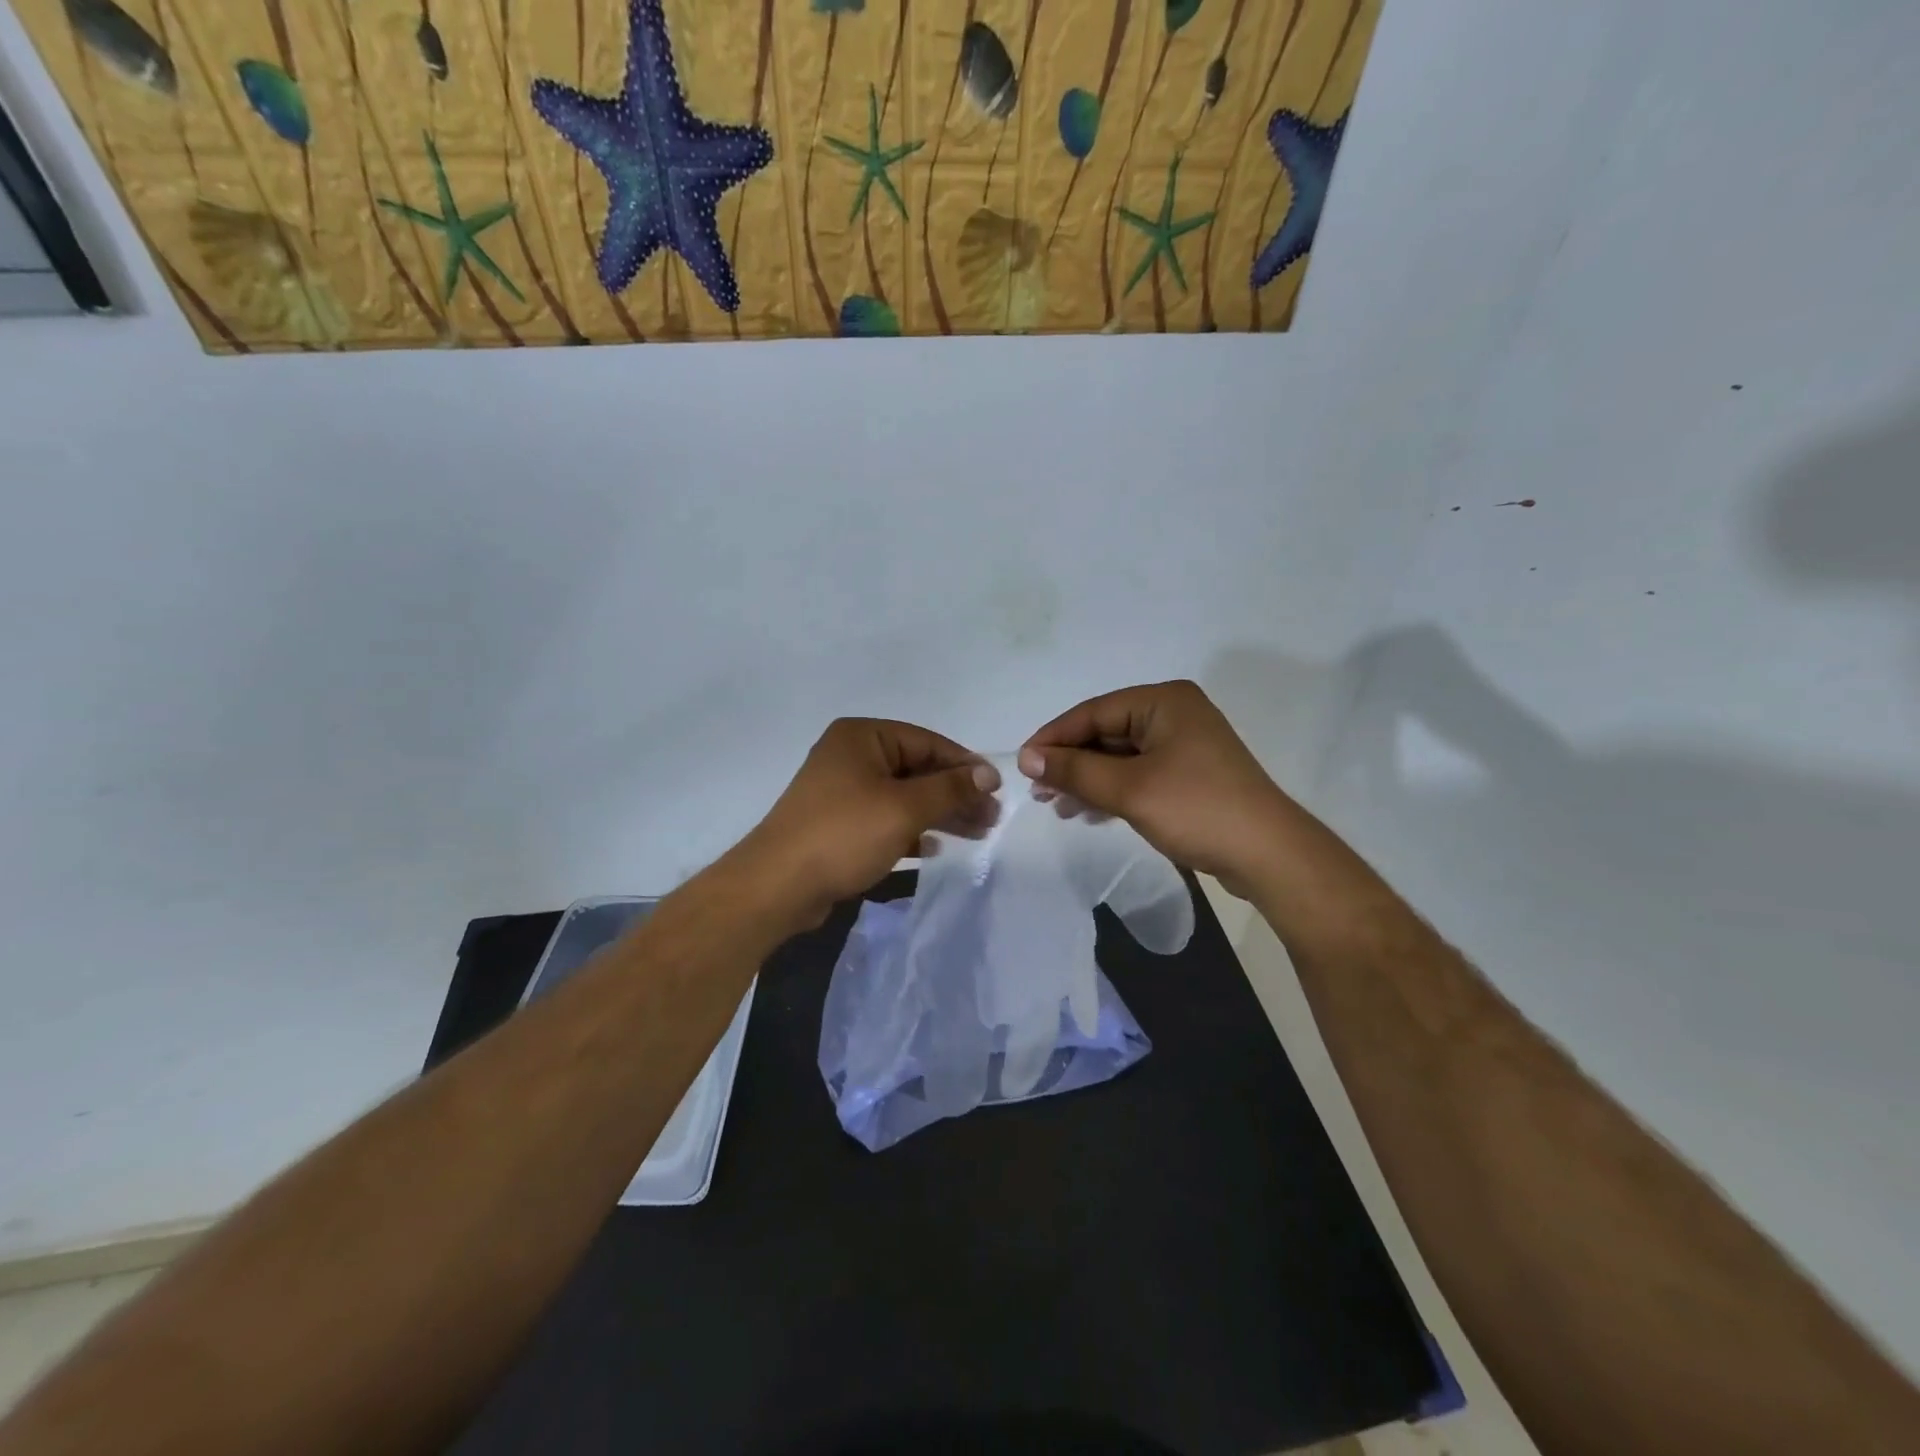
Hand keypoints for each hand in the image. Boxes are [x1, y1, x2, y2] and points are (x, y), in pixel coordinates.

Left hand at [735, 718, 998, 927]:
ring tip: (977, 834)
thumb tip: (987, 774)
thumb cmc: (845, 834)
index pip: (927, 742)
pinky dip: (910, 831)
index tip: (997, 790)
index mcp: (862, 737)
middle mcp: (851, 756)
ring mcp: (842, 791)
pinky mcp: (838, 824)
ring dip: (939, 814)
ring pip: (903, 797)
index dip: (965, 765)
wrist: (778, 885)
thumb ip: (950, 788)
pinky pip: (884, 819)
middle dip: (955, 794)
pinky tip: (932, 848)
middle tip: (991, 819)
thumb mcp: (905, 808)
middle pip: (917, 770)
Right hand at [1018, 680, 1290, 891]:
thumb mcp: (1129, 789)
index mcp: (1164, 701)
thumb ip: (1075, 770)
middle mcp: (1174, 714)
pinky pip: (1138, 774)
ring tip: (1059, 807)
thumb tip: (1026, 757)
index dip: (1054, 738)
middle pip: (1106, 732)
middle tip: (1039, 792)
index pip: (1093, 712)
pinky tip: (1089, 812)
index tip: (1022, 765)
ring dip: (1088, 780)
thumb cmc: (1197, 810)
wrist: (1269, 855)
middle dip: (1071, 762)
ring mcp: (1184, 745)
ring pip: (1120, 756)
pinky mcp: (1189, 774)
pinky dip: (1112, 790)